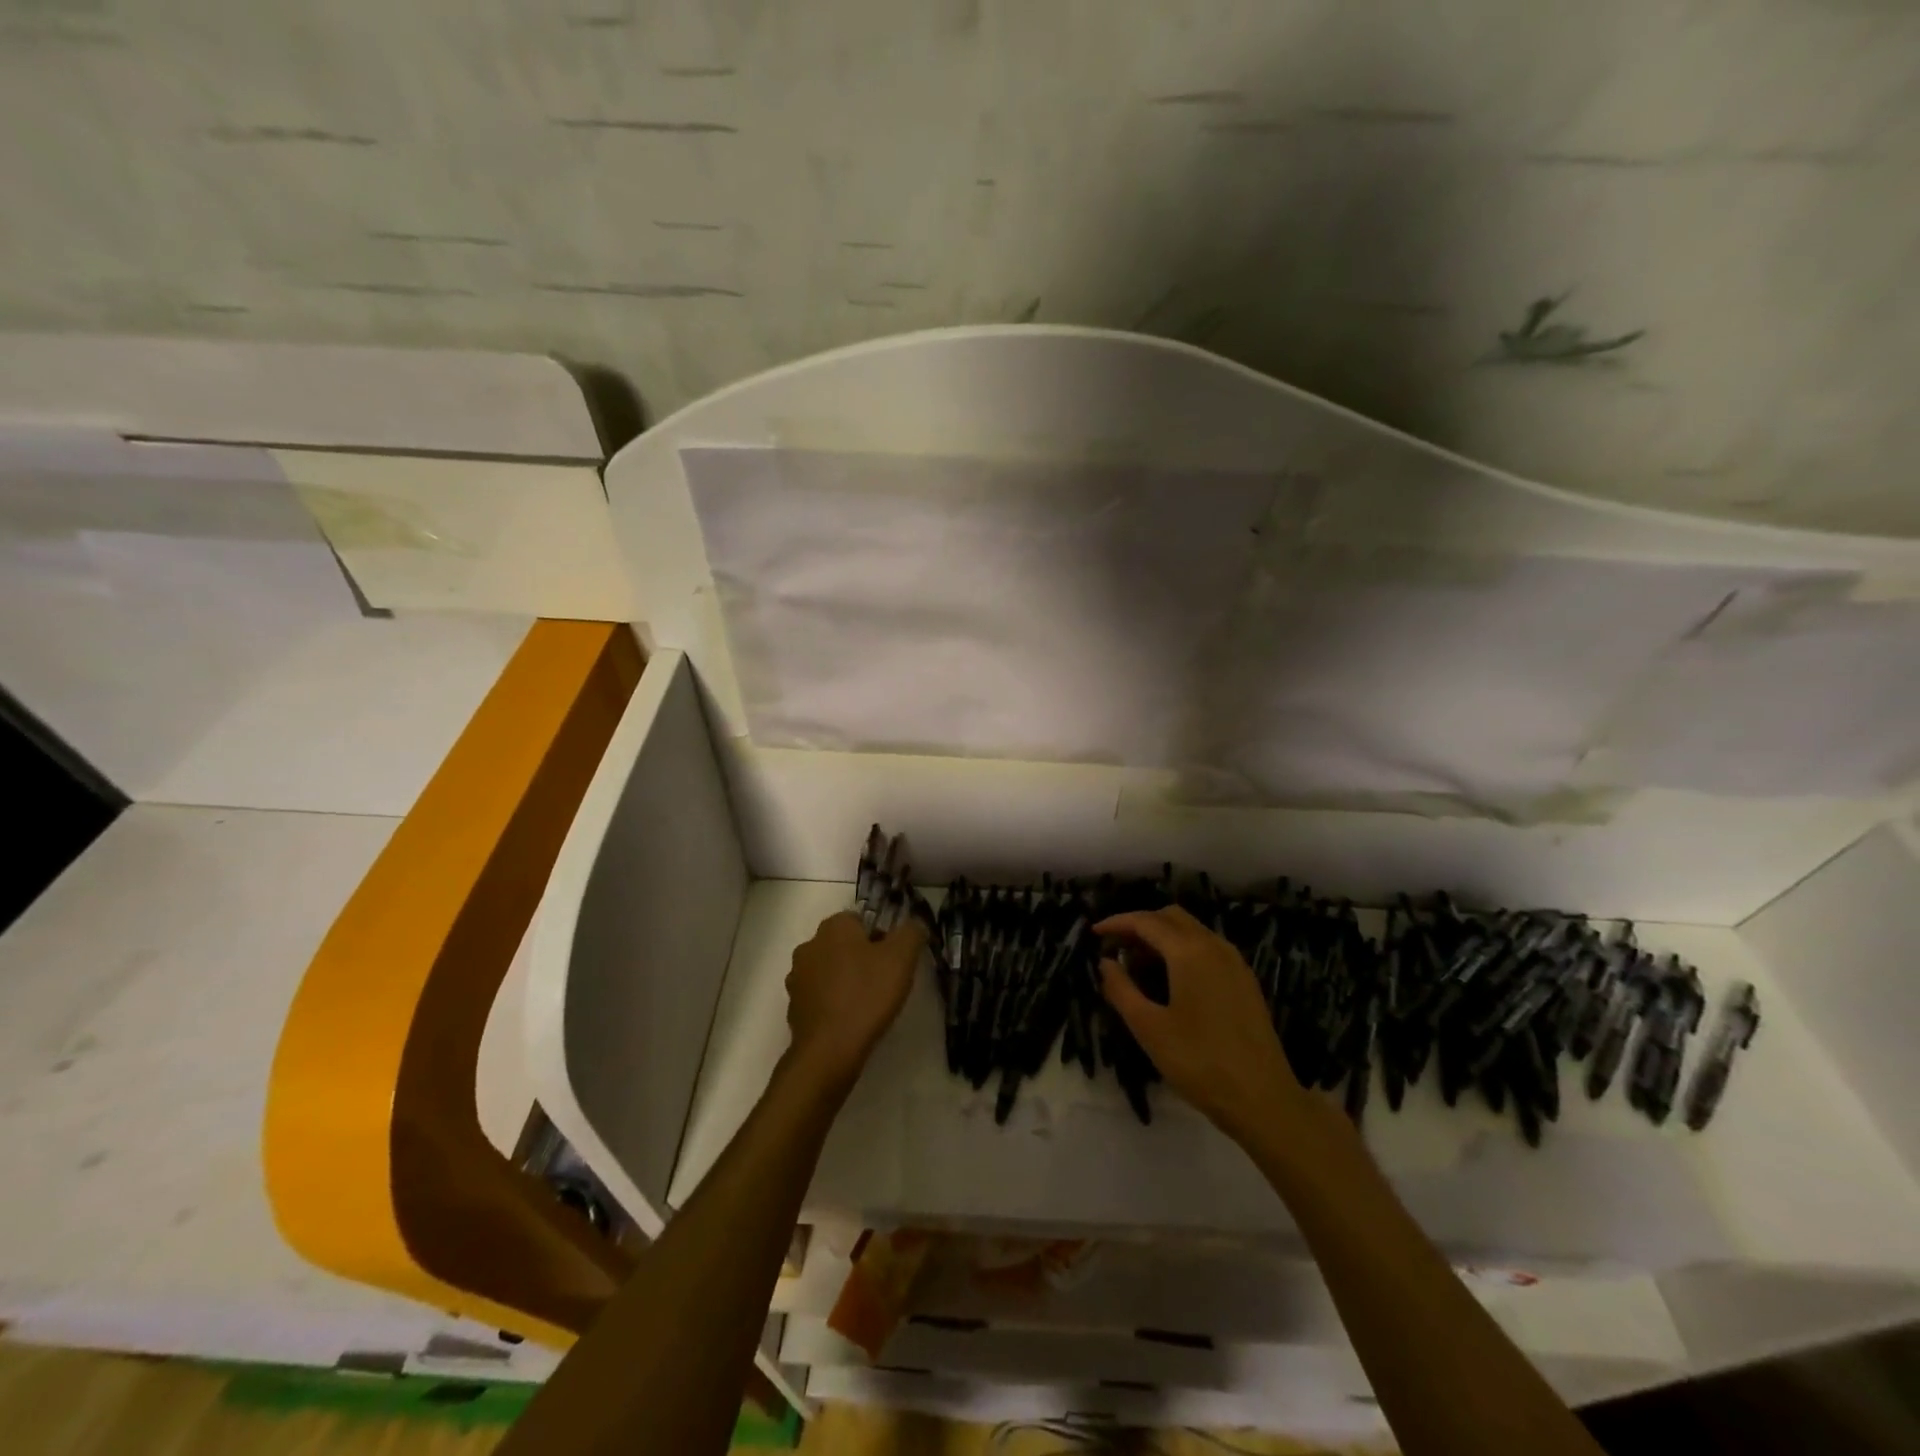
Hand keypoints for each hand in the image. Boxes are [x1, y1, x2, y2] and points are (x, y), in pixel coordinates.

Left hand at [784, 911, 925, 1095]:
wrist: (829, 1050)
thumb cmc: (867, 995)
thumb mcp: (902, 958)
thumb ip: (911, 933)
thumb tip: (914, 925)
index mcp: (833, 927)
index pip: (859, 920)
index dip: (880, 937)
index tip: (893, 960)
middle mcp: (809, 945)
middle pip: (843, 944)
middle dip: (861, 958)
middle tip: (883, 981)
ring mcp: (797, 977)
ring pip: (829, 970)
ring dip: (845, 980)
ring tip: (867, 1004)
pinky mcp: (793, 1006)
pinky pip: (819, 996)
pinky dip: (833, 1003)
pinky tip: (849, 1020)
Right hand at [1097, 905, 1308, 1140]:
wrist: (1263, 1100)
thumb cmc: (1199, 1062)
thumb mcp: (1149, 1028)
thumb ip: (1121, 989)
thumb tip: (1105, 963)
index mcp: (1189, 952)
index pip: (1146, 922)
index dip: (1117, 923)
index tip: (1094, 933)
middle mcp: (1214, 946)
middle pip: (1171, 917)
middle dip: (1140, 925)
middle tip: (1116, 948)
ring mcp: (1235, 962)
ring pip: (1192, 930)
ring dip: (1162, 937)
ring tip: (1138, 965)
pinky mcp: (1245, 981)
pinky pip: (1208, 948)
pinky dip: (1183, 950)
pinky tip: (1171, 979)